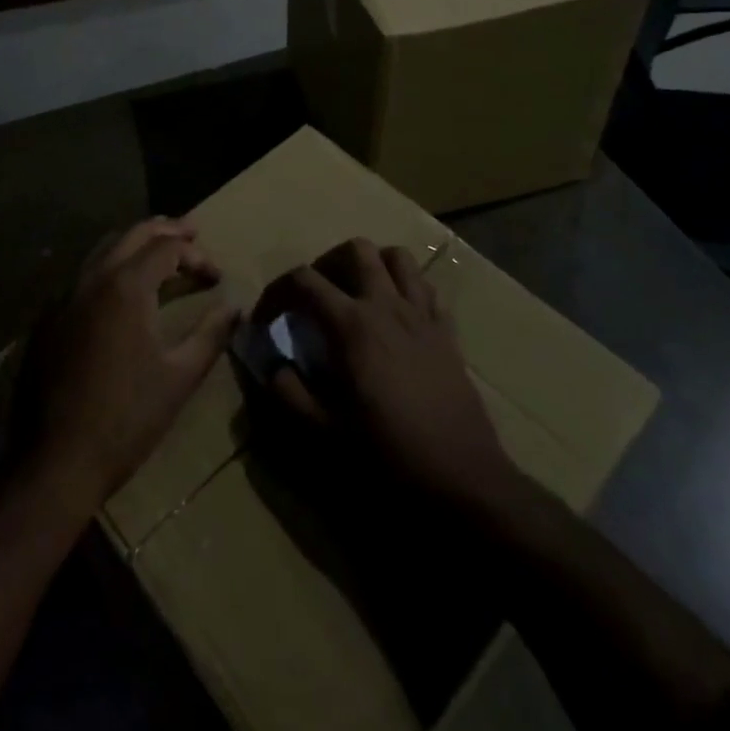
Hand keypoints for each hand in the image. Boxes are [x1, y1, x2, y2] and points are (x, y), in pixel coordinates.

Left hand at [26, 219, 239, 513]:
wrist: (56, 461)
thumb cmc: (127, 418)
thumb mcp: (180, 376)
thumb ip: (211, 335)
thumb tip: (236, 308)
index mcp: (126, 287)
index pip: (167, 247)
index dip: (197, 255)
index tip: (216, 278)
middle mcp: (93, 279)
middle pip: (133, 234)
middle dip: (166, 230)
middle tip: (191, 232)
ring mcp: (64, 297)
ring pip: (104, 249)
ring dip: (135, 244)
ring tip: (160, 251)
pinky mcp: (48, 319)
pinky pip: (83, 275)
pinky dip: (109, 267)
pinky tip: (121, 289)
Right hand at [272, 239, 517, 512]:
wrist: (462, 480)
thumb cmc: (388, 456)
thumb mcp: (324, 433)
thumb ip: (289, 393)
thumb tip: (273, 365)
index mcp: (352, 325)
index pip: (304, 280)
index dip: (277, 291)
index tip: (267, 318)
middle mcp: (387, 305)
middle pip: (356, 250)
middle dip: (328, 263)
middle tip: (316, 296)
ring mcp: (422, 315)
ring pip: (398, 258)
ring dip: (373, 265)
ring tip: (357, 294)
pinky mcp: (448, 332)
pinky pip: (428, 289)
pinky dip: (408, 289)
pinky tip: (397, 316)